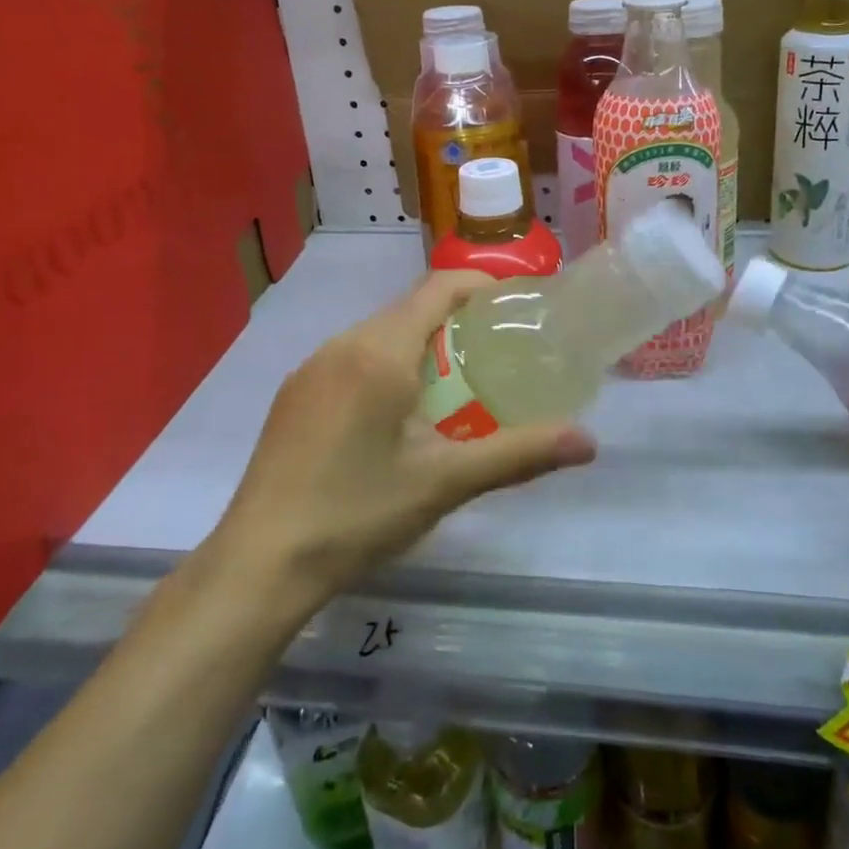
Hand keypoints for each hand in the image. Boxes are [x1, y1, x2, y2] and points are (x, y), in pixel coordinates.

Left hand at [214, 271, 595, 604]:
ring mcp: (312, 368)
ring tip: (456, 382)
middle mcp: (343, 344)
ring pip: (379, 333)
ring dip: (420, 343)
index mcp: (380, 351)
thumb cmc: (357, 513)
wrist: (259, 563)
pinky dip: (387, 364)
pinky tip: (397, 413)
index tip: (518, 304)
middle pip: (410, 308)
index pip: (439, 287)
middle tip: (497, 352)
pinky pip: (352, 357)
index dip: (483, 285)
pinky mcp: (295, 394)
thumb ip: (519, 454)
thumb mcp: (445, 482)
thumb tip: (589, 442)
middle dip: (457, 319)